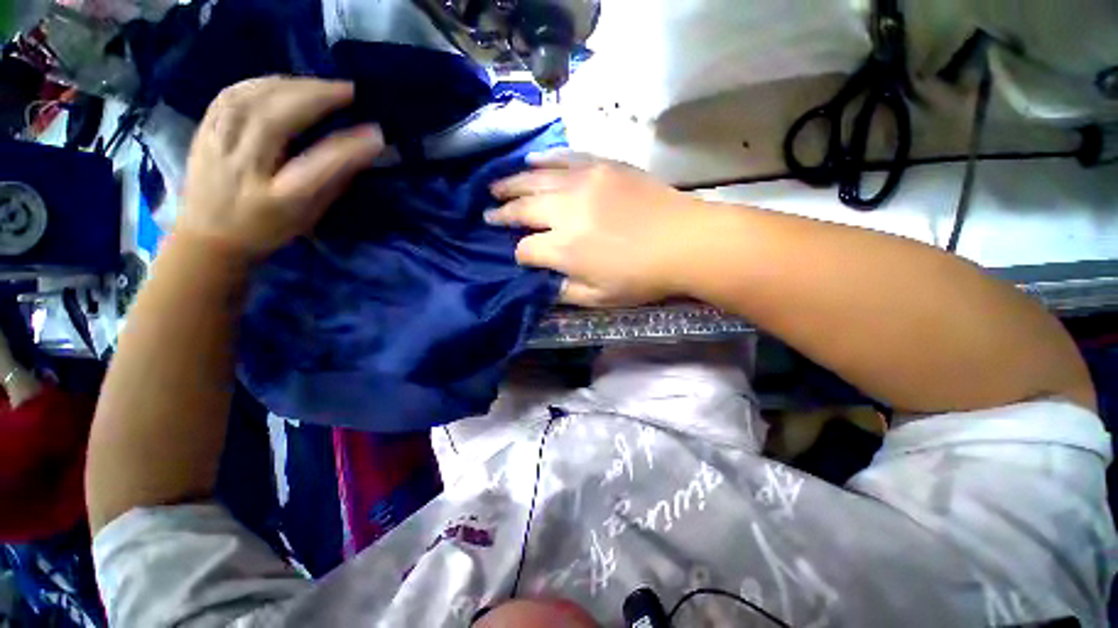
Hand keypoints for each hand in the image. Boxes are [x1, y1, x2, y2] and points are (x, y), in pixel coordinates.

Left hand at [178, 77, 383, 260]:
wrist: (207, 237)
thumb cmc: (266, 230)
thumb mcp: (308, 216)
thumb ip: (334, 182)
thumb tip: (363, 151)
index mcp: (276, 197)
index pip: (317, 165)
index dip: (349, 146)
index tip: (376, 132)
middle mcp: (244, 166)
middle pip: (278, 119)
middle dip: (317, 98)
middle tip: (349, 90)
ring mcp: (218, 144)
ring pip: (253, 98)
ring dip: (291, 85)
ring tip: (320, 85)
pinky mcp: (204, 129)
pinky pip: (232, 93)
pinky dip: (262, 82)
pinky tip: (282, 83)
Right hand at [487, 153, 697, 306]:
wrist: (684, 241)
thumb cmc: (642, 277)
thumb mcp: (599, 298)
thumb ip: (564, 292)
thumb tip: (542, 283)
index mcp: (563, 249)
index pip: (525, 249)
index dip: (518, 254)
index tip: (519, 255)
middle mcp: (565, 212)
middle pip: (522, 209)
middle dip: (501, 213)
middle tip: (487, 213)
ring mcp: (583, 183)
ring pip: (535, 180)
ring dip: (512, 183)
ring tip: (495, 187)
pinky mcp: (602, 166)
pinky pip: (565, 158)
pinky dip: (544, 160)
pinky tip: (530, 161)